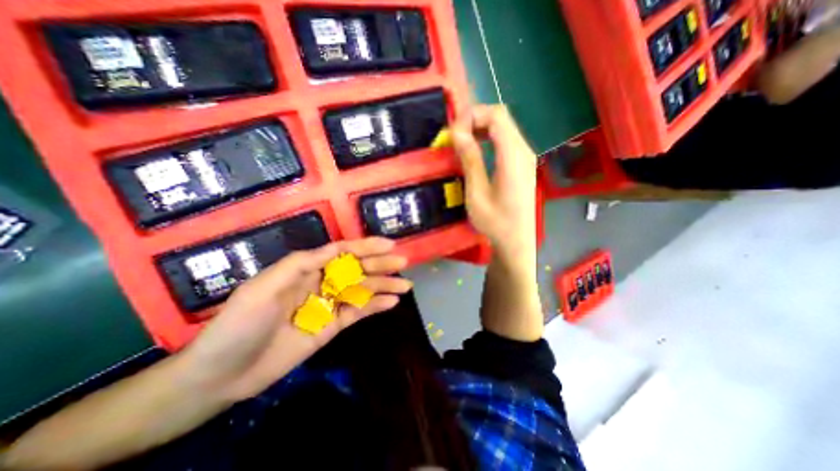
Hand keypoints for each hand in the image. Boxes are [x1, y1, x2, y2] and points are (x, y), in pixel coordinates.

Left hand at [182, 237, 411, 402]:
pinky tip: (391, 302)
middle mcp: (321, 282)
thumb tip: (335, 249)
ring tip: (405, 285)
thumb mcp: (264, 287)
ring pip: (361, 290)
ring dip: (384, 286)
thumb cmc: (240, 323)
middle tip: (403, 262)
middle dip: (380, 264)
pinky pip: (357, 312)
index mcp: (306, 268)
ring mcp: (328, 304)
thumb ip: (301, 264)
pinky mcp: (332, 325)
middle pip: (356, 269)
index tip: (388, 244)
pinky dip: (375, 306)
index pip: (342, 252)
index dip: (365, 246)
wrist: (224, 373)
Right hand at [452, 104, 538, 259]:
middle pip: (501, 117)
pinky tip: (476, 150)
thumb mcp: (477, 192)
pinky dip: (489, 138)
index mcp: (514, 156)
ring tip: (461, 141)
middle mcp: (524, 151)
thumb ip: (470, 159)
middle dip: (475, 119)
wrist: (516, 241)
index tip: (453, 131)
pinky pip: (506, 140)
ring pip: (504, 127)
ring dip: (481, 128)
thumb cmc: (495, 222)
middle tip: (454, 135)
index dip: (472, 115)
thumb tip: (458, 131)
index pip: (496, 116)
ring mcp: (525, 157)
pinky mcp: (523, 164)